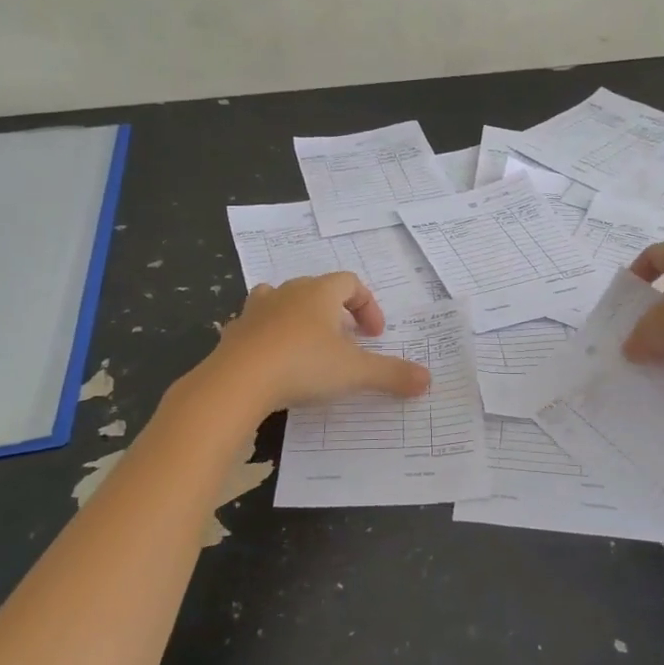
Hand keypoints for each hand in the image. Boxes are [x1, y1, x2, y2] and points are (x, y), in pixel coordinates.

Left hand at [210, 274, 431, 413]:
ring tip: (311, 345)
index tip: (375, 335)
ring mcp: (257, 310)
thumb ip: (391, 374)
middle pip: (318, 290)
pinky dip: (272, 336)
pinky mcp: (236, 332)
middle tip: (348, 342)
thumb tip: (427, 379)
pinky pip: (259, 325)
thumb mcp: (354, 372)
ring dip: (302, 318)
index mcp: (319, 292)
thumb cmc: (303, 365)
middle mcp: (288, 292)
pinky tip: (277, 362)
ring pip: (284, 300)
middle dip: (337, 313)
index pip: (351, 282)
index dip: (368, 305)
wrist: (237, 382)